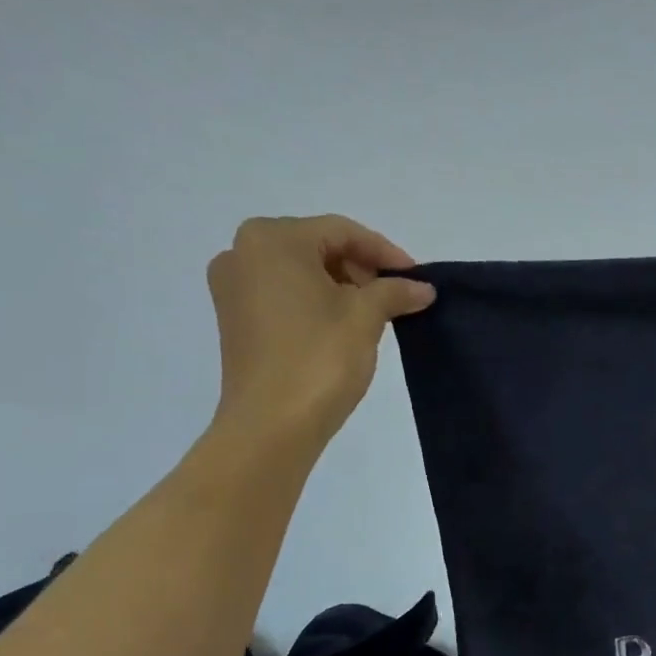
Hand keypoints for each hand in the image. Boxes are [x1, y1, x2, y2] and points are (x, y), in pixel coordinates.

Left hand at [205, 215, 433, 457]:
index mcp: (272, 240)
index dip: (385, 253)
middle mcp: (242, 252)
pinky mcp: (235, 318)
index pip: (341, 231)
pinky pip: (284, 295)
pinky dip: (317, 302)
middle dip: (362, 269)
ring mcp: (233, 287)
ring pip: (300, 272)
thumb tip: (422, 288)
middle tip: (397, 297)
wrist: (272, 424)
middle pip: (318, 247)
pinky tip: (344, 327)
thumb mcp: (365, 318)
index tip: (417, 279)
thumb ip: (394, 292)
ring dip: (342, 286)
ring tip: (377, 315)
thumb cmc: (319, 359)